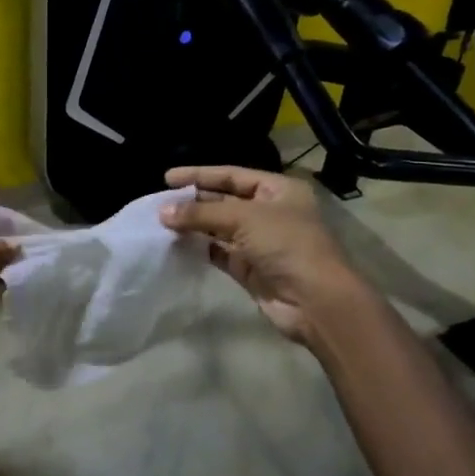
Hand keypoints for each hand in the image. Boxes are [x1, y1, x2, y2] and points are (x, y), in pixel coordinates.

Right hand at [160, 165, 362, 344]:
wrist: (314, 300)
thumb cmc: (286, 245)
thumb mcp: (244, 218)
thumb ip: (201, 213)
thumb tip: (162, 212)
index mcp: (279, 190)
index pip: (233, 176)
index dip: (200, 175)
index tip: (167, 178)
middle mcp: (270, 213)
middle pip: (224, 201)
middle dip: (194, 201)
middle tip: (159, 203)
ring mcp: (260, 242)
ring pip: (219, 228)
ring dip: (193, 225)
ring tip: (161, 222)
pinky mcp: (250, 268)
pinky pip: (219, 252)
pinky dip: (199, 247)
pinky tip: (176, 244)